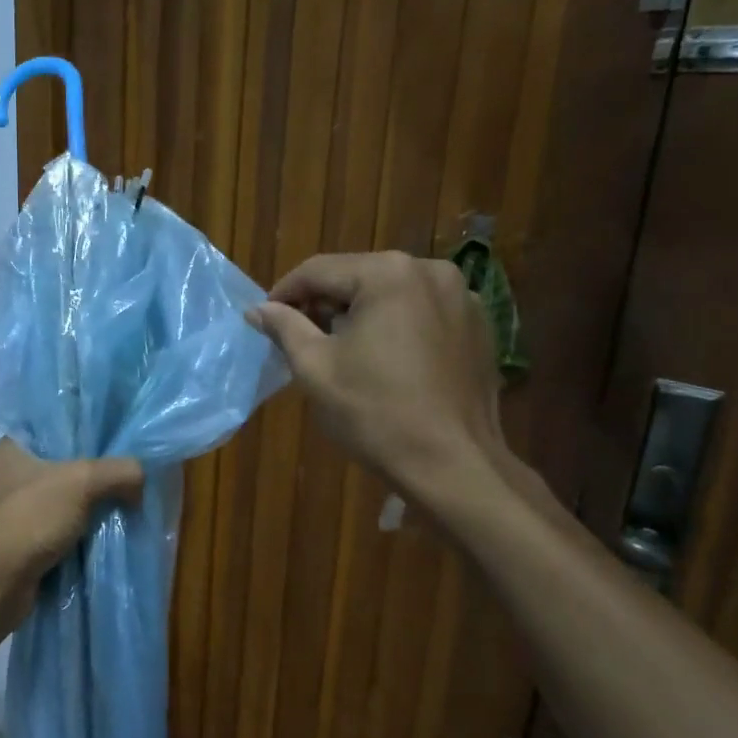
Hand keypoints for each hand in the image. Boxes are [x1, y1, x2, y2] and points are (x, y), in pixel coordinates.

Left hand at [0, 439, 143, 641]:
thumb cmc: (29, 519)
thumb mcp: (82, 481)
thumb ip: (119, 471)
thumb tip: (141, 479)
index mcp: (11, 449)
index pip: (55, 427)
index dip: (89, 430)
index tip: (121, 437)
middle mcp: (11, 476)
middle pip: (66, 465)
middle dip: (98, 473)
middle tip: (132, 472)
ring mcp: (17, 512)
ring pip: (67, 500)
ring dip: (94, 506)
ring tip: (130, 501)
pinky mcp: (26, 543)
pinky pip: (64, 530)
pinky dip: (85, 533)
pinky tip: (112, 531)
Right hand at [246, 252, 507, 502]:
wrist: (454, 466)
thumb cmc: (375, 413)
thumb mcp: (315, 367)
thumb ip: (284, 327)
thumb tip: (258, 309)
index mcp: (388, 273)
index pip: (318, 270)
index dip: (285, 293)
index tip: (264, 319)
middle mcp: (431, 271)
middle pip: (358, 277)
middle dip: (325, 304)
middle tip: (299, 338)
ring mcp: (463, 298)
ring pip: (392, 294)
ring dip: (360, 314)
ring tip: (340, 351)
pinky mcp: (480, 327)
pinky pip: (423, 313)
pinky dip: (397, 327)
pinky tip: (385, 362)